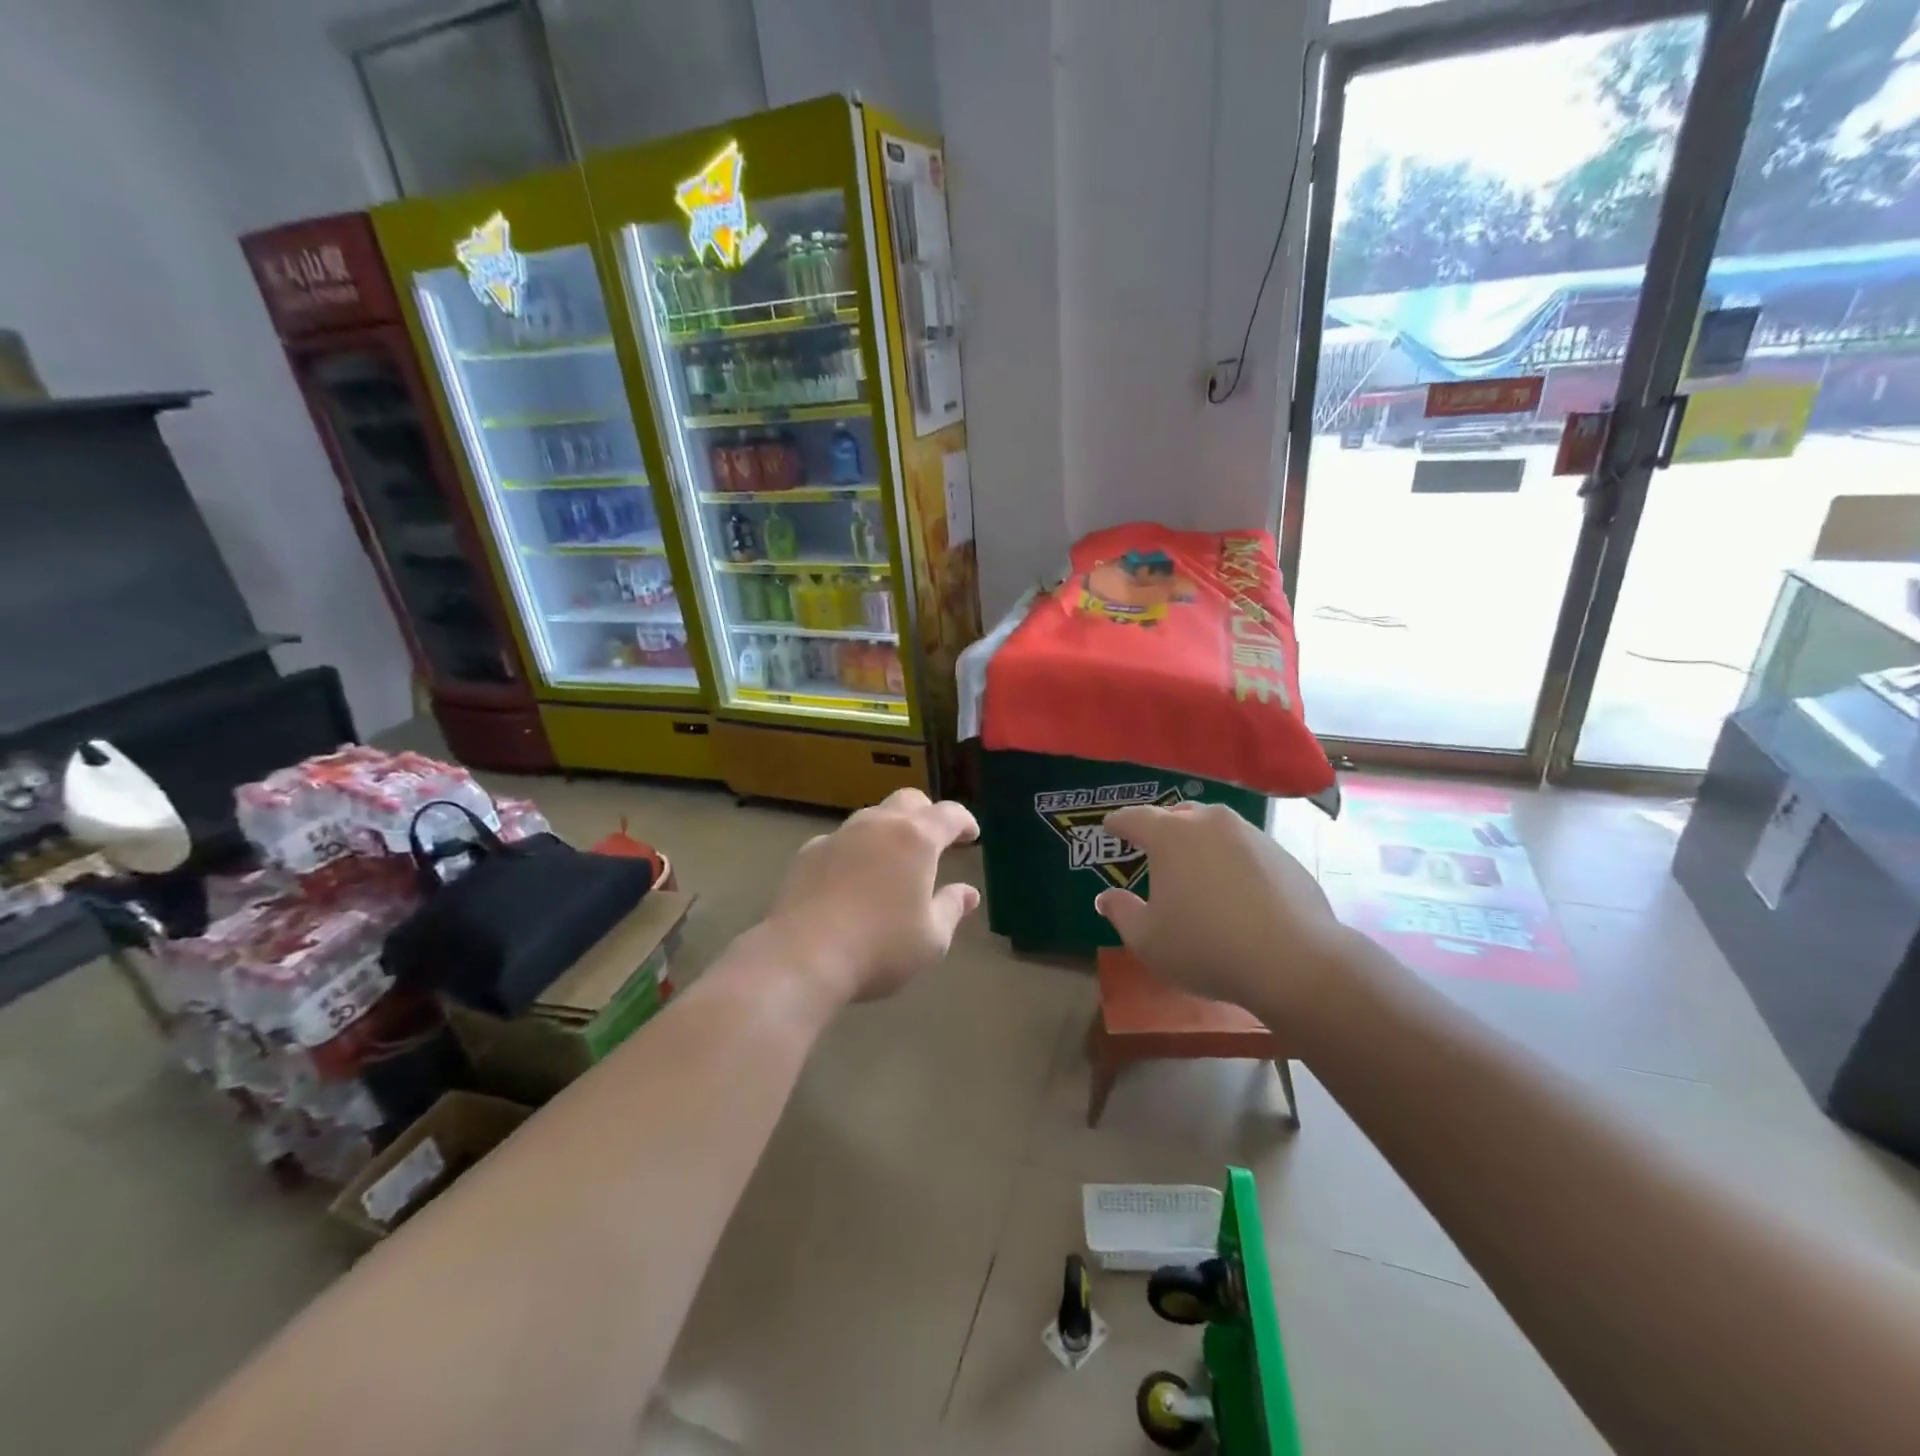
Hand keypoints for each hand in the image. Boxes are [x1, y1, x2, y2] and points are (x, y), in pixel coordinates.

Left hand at [757, 788, 980, 1006]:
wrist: (803, 956)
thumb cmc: (880, 948)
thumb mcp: (932, 939)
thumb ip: (952, 908)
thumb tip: (968, 892)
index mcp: (916, 839)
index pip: (949, 814)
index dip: (964, 821)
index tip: (971, 835)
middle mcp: (878, 825)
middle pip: (908, 801)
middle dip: (926, 814)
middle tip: (934, 839)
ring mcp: (839, 835)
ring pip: (871, 818)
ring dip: (888, 831)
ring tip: (893, 861)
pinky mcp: (809, 853)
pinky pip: (841, 841)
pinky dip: (855, 851)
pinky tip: (852, 879)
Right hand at [1094, 802, 1353, 1028]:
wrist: (1294, 961)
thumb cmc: (1206, 947)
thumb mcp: (1147, 940)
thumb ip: (1121, 913)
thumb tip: (1106, 897)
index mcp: (1170, 835)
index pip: (1134, 818)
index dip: (1118, 822)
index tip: (1109, 827)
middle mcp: (1209, 822)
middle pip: (1177, 814)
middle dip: (1160, 827)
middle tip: (1152, 848)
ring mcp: (1250, 834)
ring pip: (1214, 827)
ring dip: (1199, 841)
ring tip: (1194, 867)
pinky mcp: (1282, 854)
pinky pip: (1244, 848)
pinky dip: (1231, 859)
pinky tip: (1233, 889)